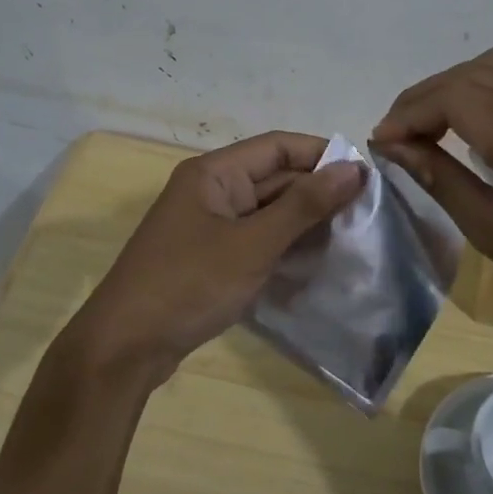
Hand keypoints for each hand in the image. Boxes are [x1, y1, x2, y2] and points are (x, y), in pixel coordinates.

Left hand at [61, 132, 364, 389]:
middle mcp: (211, 190)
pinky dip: (285, 245)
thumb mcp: (253, 244)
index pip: (279, 146)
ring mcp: (209, 225)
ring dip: (305, 222)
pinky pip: (256, 239)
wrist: (125, 347)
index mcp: (214, 173)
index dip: (323, 156)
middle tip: (367, 213)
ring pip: (268, 211)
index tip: (367, 176)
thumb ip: (304, 205)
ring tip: (351, 236)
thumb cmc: (189, 285)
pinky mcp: (210, 257)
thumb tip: (354, 168)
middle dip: (318, 192)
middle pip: (274, 177)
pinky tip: (317, 260)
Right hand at [371, 49, 492, 341]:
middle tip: (401, 133)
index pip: (455, 97)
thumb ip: (440, 178)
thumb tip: (393, 145)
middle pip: (475, 73)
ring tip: (436, 123)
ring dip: (460, 85)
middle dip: (427, 96)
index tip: (382, 139)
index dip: (409, 111)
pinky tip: (483, 118)